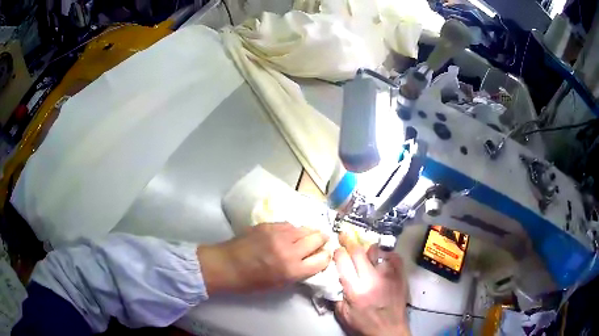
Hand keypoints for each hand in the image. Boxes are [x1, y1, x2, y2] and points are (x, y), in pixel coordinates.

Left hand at [197, 222, 330, 293]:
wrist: (227, 265)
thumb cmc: (252, 281)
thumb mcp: (280, 284)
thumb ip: (298, 272)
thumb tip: (311, 261)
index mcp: (292, 269)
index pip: (322, 259)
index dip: (326, 257)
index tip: (325, 255)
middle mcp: (289, 250)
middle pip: (317, 238)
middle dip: (322, 240)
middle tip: (321, 242)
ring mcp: (279, 234)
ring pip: (305, 228)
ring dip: (309, 232)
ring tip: (307, 236)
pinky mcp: (269, 225)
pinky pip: (289, 224)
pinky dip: (293, 229)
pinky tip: (289, 234)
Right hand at [334, 233, 409, 335]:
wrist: (390, 330)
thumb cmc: (364, 324)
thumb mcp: (343, 315)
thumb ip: (337, 295)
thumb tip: (335, 278)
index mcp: (355, 290)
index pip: (343, 262)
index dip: (338, 253)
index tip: (338, 251)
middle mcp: (372, 279)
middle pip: (359, 252)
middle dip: (350, 245)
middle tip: (347, 240)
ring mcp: (388, 275)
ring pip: (376, 251)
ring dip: (368, 250)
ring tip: (366, 253)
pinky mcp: (400, 275)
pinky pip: (393, 256)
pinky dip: (386, 255)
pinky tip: (382, 260)